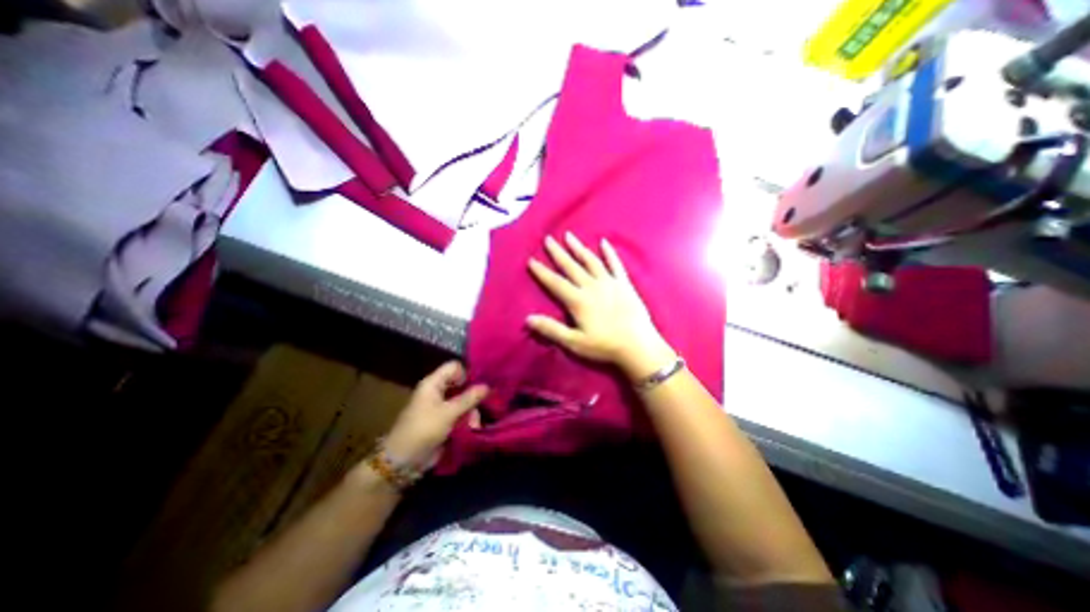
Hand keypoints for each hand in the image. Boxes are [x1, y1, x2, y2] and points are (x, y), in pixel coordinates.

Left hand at [381, 362, 487, 471]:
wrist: (404, 461)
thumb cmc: (423, 430)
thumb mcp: (448, 413)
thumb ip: (469, 398)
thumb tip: (488, 385)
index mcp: (433, 383)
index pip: (454, 367)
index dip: (467, 373)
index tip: (481, 383)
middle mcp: (438, 391)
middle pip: (461, 384)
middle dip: (473, 394)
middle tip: (485, 402)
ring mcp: (441, 406)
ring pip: (464, 400)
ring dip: (471, 410)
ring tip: (475, 423)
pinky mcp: (445, 420)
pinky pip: (461, 413)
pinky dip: (467, 419)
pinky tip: (473, 427)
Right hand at [526, 234, 674, 382]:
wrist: (638, 345)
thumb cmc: (605, 346)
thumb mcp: (574, 342)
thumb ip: (551, 329)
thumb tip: (528, 319)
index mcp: (578, 301)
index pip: (555, 283)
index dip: (542, 272)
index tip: (531, 260)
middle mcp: (592, 286)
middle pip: (571, 266)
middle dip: (558, 253)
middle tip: (548, 239)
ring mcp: (609, 283)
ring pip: (591, 261)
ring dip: (578, 248)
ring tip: (569, 236)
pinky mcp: (624, 284)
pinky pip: (615, 264)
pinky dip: (609, 252)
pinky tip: (604, 242)